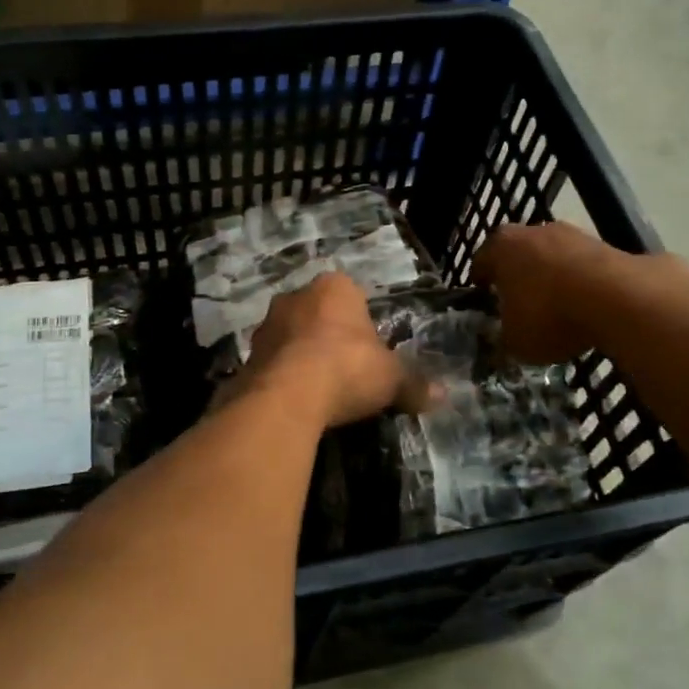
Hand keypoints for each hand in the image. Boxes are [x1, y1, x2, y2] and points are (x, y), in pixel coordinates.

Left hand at [240, 272, 407, 428]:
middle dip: (330, 337)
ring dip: (302, 356)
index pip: (353, 296)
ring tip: (319, 390)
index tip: (370, 353)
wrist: (286, 396)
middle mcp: (296, 296)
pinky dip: (283, 377)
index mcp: (335, 287)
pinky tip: (295, 401)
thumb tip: (442, 394)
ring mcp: (267, 324)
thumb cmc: (347, 369)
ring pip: (292, 336)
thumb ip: (414, 384)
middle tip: (346, 371)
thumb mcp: (392, 379)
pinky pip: (273, 362)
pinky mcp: (246, 354)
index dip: (363, 325)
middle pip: (319, 314)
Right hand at [474, 222, 684, 364]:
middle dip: (517, 276)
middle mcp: (533, 231)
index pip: (480, 262)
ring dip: (551, 277)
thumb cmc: (549, 315)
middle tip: (517, 303)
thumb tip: (503, 339)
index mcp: (501, 247)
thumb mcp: (515, 341)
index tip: (483, 299)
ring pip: (552, 257)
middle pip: (518, 253)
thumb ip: (503, 338)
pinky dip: (580, 283)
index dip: (480, 282)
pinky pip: (582, 266)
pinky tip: (585, 307)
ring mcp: (572, 234)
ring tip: (556, 308)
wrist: (618, 298)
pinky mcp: (605, 244)